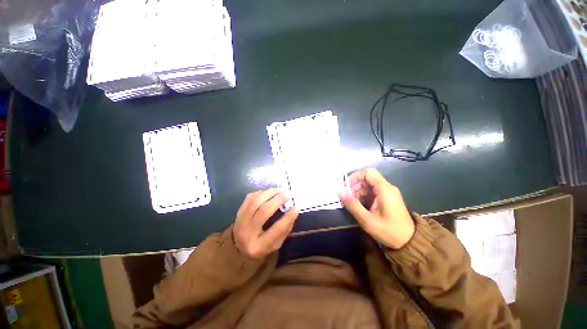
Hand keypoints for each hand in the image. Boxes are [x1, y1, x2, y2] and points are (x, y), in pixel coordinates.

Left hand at [233, 189, 298, 258]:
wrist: (238, 246)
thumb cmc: (261, 245)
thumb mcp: (276, 244)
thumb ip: (285, 229)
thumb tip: (294, 211)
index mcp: (259, 246)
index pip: (276, 230)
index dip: (288, 217)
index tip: (296, 207)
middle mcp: (247, 232)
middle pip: (264, 211)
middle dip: (278, 200)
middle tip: (288, 194)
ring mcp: (240, 220)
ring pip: (255, 201)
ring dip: (269, 193)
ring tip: (279, 191)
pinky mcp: (239, 211)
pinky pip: (250, 197)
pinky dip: (261, 193)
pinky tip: (269, 193)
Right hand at [339, 168, 413, 249]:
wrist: (409, 242)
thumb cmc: (389, 231)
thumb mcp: (367, 220)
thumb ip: (353, 205)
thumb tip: (340, 193)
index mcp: (384, 189)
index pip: (368, 172)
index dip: (355, 176)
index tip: (346, 187)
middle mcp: (386, 188)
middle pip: (367, 178)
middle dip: (354, 186)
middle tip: (346, 197)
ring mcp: (387, 193)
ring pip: (368, 185)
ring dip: (357, 192)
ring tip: (350, 203)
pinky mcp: (386, 198)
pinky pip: (371, 192)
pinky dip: (362, 196)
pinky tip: (358, 205)